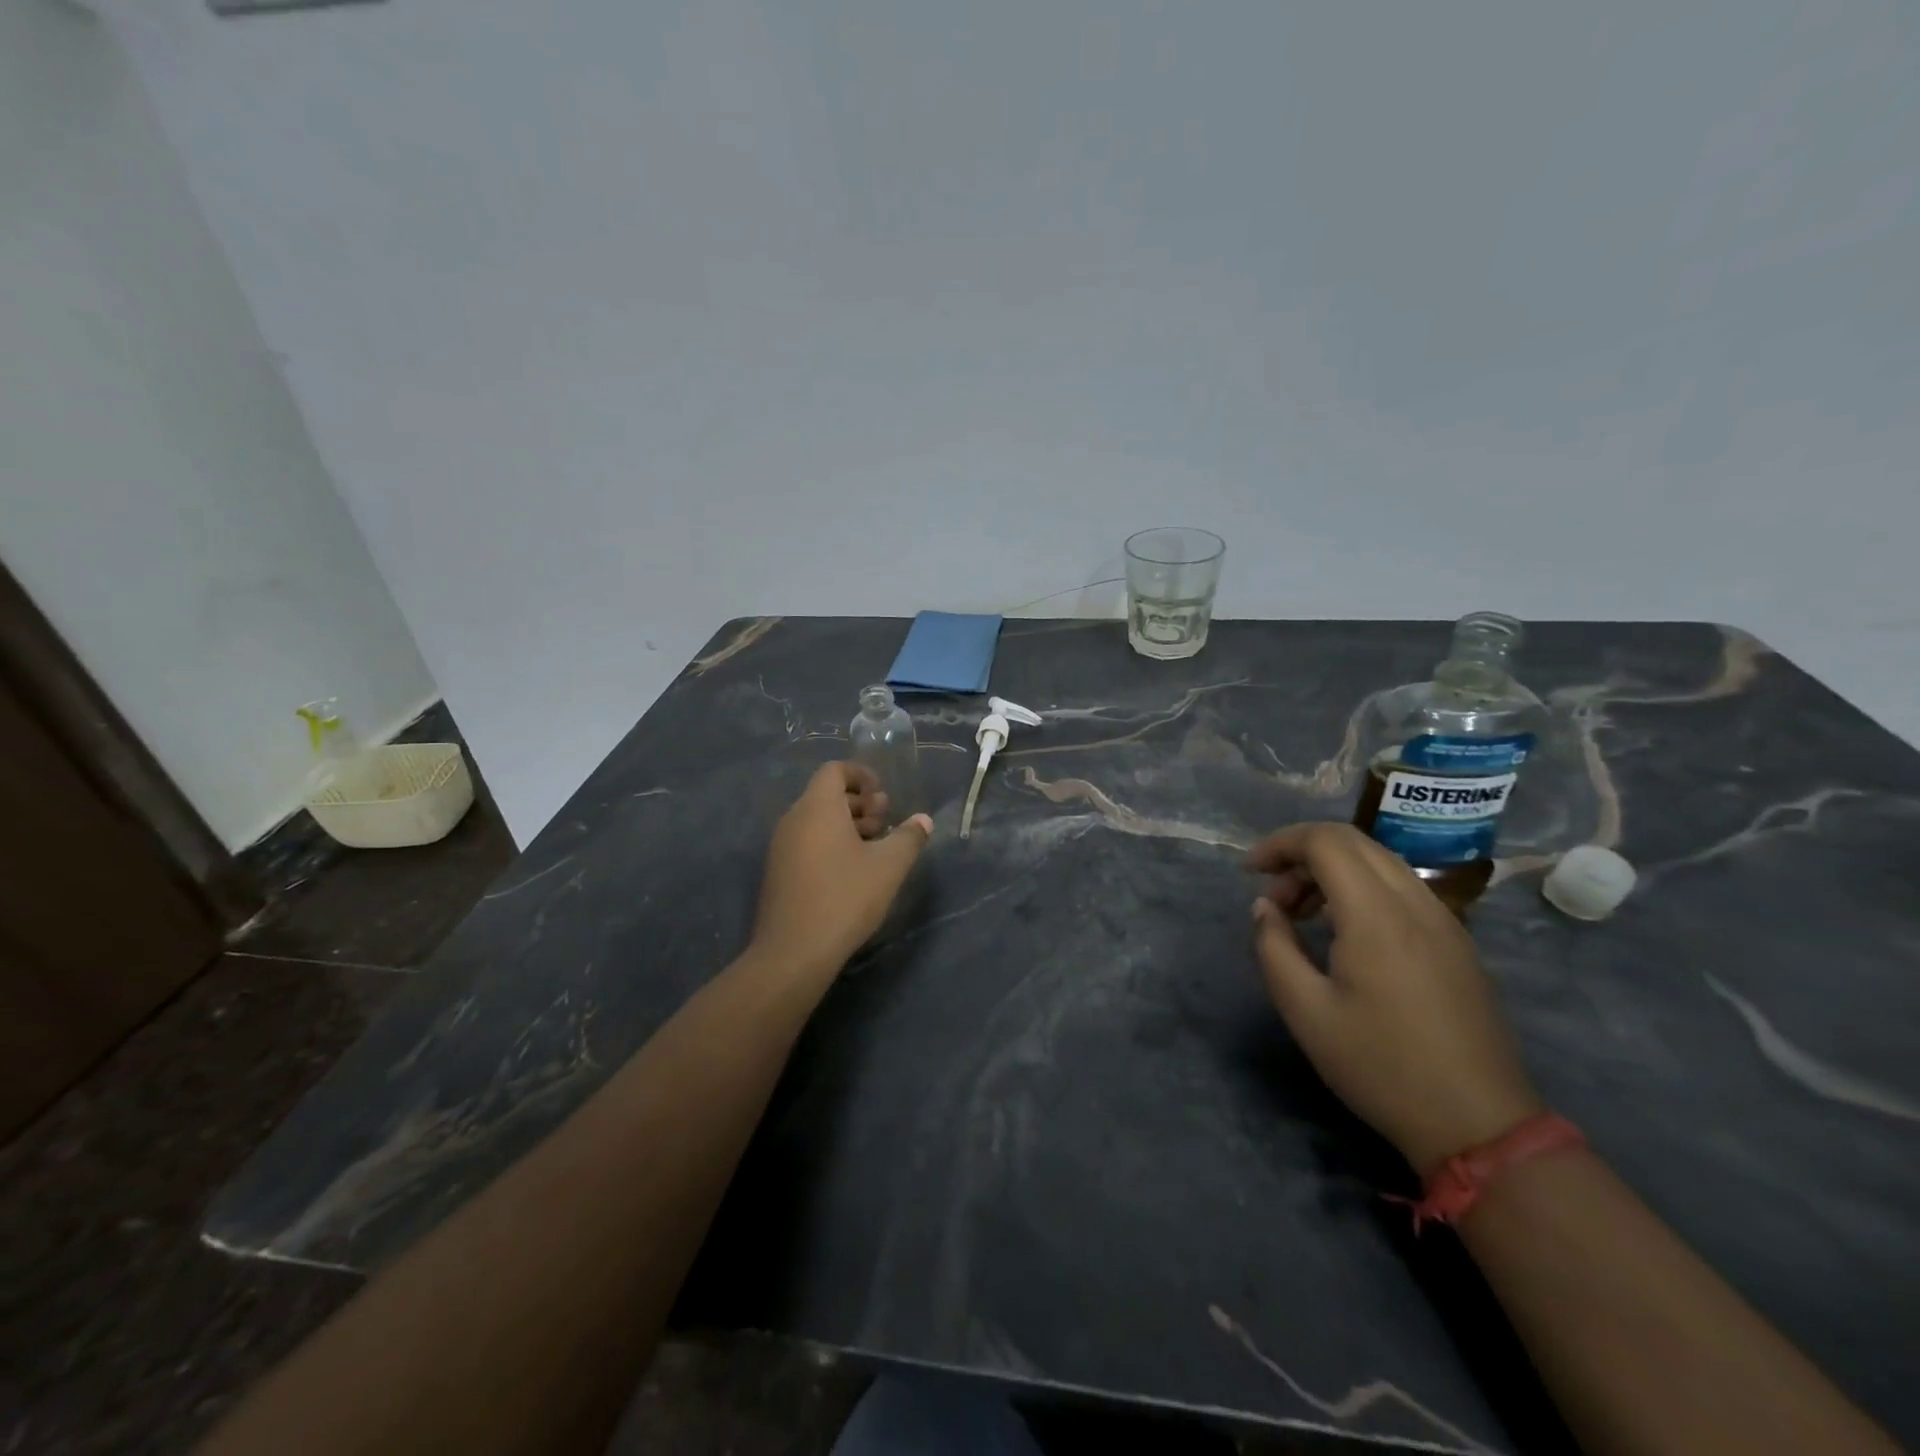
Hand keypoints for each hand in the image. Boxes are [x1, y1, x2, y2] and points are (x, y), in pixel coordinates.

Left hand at [752, 762, 932, 979]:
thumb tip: (923, 820)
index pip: (834, 770)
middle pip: (826, 795)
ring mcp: (781, 846)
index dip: (862, 775)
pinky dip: (831, 843)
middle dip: (860, 803)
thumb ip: (908, 837)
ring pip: (817, 820)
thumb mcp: (888, 866)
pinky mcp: (778, 871)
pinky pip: (807, 841)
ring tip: (875, 848)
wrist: (793, 952)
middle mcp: (794, 819)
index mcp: (818, 808)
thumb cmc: (845, 898)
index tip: (884, 796)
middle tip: (885, 823)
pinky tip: (853, 871)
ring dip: (847, 825)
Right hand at [1247, 823, 1543, 1171]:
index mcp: (1376, 914)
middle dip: (1301, 853)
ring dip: (1331, 870)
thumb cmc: (1381, 1066)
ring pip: (1378, 861)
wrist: (1478, 1123)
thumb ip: (1274, 947)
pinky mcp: (1456, 942)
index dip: (1280, 844)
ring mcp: (1444, 920)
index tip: (1249, 872)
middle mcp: (1415, 903)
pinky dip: (1361, 888)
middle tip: (1272, 896)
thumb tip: (1265, 907)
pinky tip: (1343, 931)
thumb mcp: (1306, 1011)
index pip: (1324, 841)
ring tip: (1301, 914)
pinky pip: (1401, 888)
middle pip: (1352, 841)